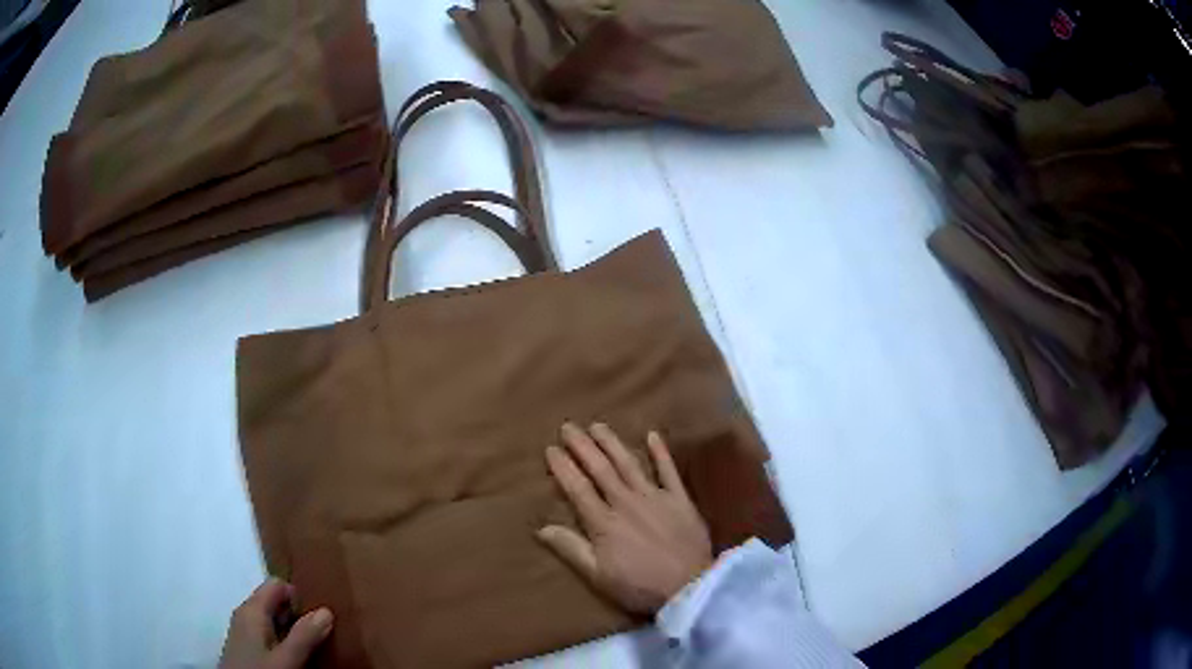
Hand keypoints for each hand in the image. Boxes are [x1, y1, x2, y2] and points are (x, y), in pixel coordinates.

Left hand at [218, 578, 332, 668]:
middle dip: (298, 615)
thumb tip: (326, 610)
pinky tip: (296, 657)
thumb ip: (305, 636)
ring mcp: (244, 631)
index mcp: (252, 609)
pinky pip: (269, 634)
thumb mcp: (286, 659)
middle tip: (322, 634)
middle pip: (275, 602)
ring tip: (313, 647)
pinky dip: (284, 641)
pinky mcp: (247, 647)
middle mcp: (245, 614)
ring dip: (293, 631)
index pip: (277, 585)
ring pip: (273, 621)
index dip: (299, 596)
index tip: (321, 616)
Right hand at [538, 423, 712, 613]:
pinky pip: (668, 470)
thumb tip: (541, 528)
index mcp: (603, 522)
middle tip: (569, 427)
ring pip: (629, 464)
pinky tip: (652, 435)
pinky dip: (660, 452)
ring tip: (598, 426)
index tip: (550, 449)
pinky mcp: (680, 499)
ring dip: (612, 443)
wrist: (690, 586)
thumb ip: (571, 549)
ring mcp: (655, 497)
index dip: (563, 467)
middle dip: (582, 446)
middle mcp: (626, 502)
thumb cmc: (640, 585)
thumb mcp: (598, 575)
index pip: (578, 488)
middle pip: (600, 469)